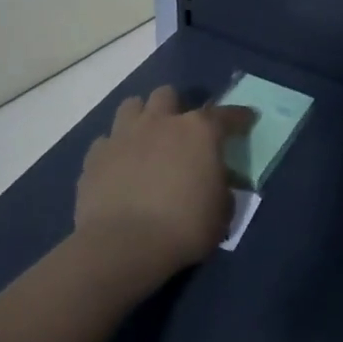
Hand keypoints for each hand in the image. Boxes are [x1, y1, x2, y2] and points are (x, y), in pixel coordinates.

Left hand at [74, 86, 254, 283]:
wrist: (122, 246)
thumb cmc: (183, 227)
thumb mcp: (221, 212)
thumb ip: (222, 188)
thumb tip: (217, 183)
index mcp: (199, 131)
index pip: (227, 114)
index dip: (240, 117)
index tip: (247, 120)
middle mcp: (161, 122)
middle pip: (167, 94)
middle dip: (175, 108)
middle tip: (180, 132)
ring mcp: (124, 135)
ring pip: (132, 106)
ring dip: (142, 118)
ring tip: (146, 140)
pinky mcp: (95, 157)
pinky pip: (106, 141)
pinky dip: (114, 150)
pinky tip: (119, 167)